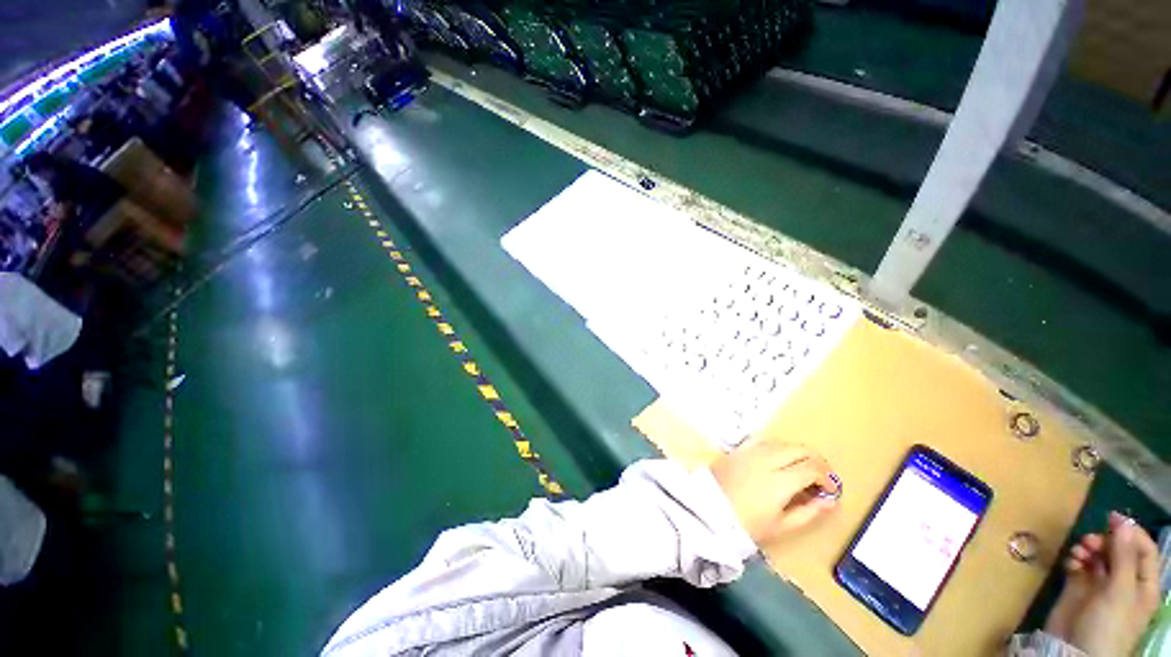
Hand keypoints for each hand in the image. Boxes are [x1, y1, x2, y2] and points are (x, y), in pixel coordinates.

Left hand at [709, 440, 839, 546]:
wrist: (707, 509)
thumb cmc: (745, 524)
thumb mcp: (780, 526)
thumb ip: (808, 512)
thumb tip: (830, 500)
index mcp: (780, 480)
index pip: (811, 468)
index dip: (826, 477)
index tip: (830, 489)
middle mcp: (766, 459)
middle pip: (799, 449)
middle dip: (816, 460)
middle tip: (821, 476)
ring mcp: (750, 451)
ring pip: (782, 442)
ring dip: (796, 452)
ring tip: (801, 468)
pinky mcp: (738, 449)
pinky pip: (763, 440)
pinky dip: (776, 446)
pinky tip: (777, 457)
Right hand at [1044, 512, 1160, 655]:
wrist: (1074, 651)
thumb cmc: (1108, 624)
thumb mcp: (1120, 591)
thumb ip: (1123, 556)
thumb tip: (1122, 521)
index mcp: (1143, 584)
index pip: (1144, 549)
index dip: (1131, 532)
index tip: (1111, 517)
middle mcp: (1125, 582)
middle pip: (1119, 550)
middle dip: (1105, 541)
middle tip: (1089, 540)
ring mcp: (1101, 586)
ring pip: (1098, 556)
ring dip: (1088, 548)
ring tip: (1078, 551)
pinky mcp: (1079, 587)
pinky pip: (1079, 565)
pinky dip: (1075, 559)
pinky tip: (1070, 561)